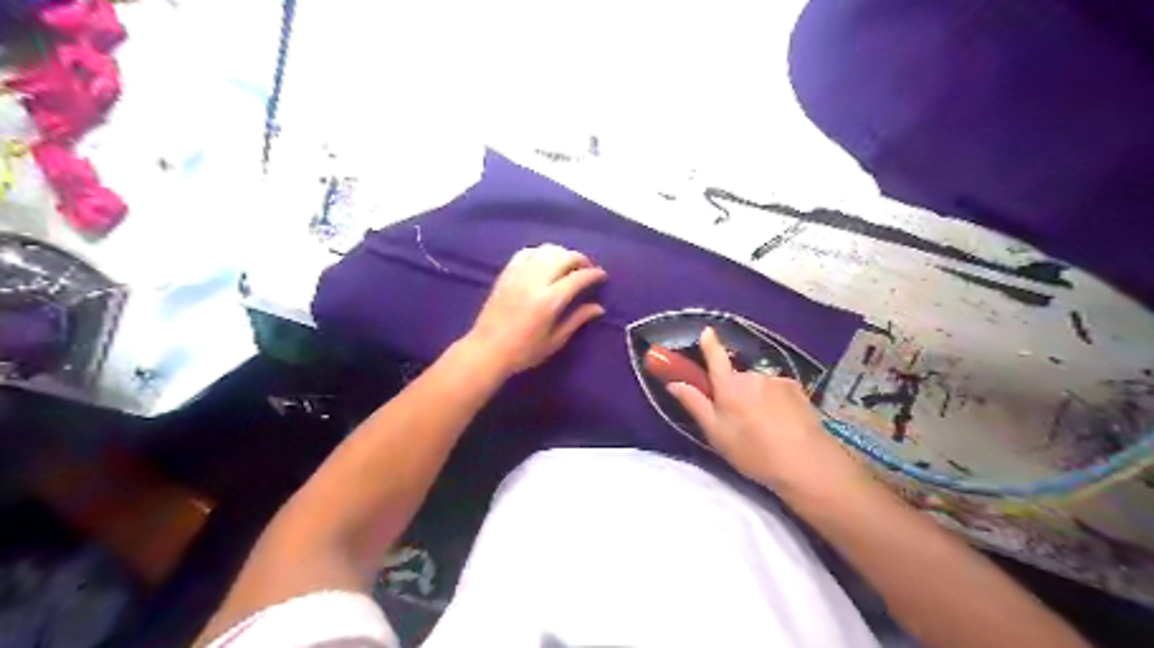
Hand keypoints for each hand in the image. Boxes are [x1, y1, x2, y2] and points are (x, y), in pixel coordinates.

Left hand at [464, 243, 607, 374]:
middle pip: (564, 257)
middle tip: (587, 269)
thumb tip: (599, 307)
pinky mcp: (506, 273)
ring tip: (568, 264)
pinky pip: (526, 252)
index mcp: (550, 300)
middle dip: (581, 259)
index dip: (594, 274)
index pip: (578, 278)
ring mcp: (519, 274)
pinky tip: (545, 261)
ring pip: (546, 250)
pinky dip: (540, 252)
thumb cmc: (524, 351)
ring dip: (562, 253)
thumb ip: (577, 320)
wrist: (487, 350)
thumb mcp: (555, 340)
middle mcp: (535, 281)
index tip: (602, 276)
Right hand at [667, 328, 865, 495]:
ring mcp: (776, 380)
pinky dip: (776, 400)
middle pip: (737, 378)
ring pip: (758, 384)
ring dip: (756, 397)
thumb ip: (695, 404)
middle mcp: (751, 376)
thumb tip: (674, 383)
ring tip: (764, 425)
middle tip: (737, 418)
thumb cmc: (753, 451)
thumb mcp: (716, 433)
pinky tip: (782, 421)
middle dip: (734, 391)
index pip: (715, 357)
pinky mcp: (796, 388)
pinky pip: (777, 389)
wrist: (805, 461)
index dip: (710, 343)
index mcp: (729, 386)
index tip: (706, 331)